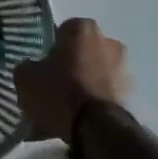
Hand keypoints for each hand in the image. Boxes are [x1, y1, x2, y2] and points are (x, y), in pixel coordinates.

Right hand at [14, 17, 131, 142]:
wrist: (96, 130)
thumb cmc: (59, 91)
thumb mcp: (26, 77)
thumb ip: (28, 66)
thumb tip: (32, 68)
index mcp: (83, 28)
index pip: (62, 31)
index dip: (51, 49)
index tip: (43, 67)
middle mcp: (109, 41)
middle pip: (82, 52)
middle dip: (71, 66)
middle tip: (53, 86)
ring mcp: (124, 69)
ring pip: (95, 73)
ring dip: (84, 85)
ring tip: (65, 109)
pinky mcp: (131, 96)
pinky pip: (104, 94)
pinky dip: (94, 103)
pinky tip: (78, 121)